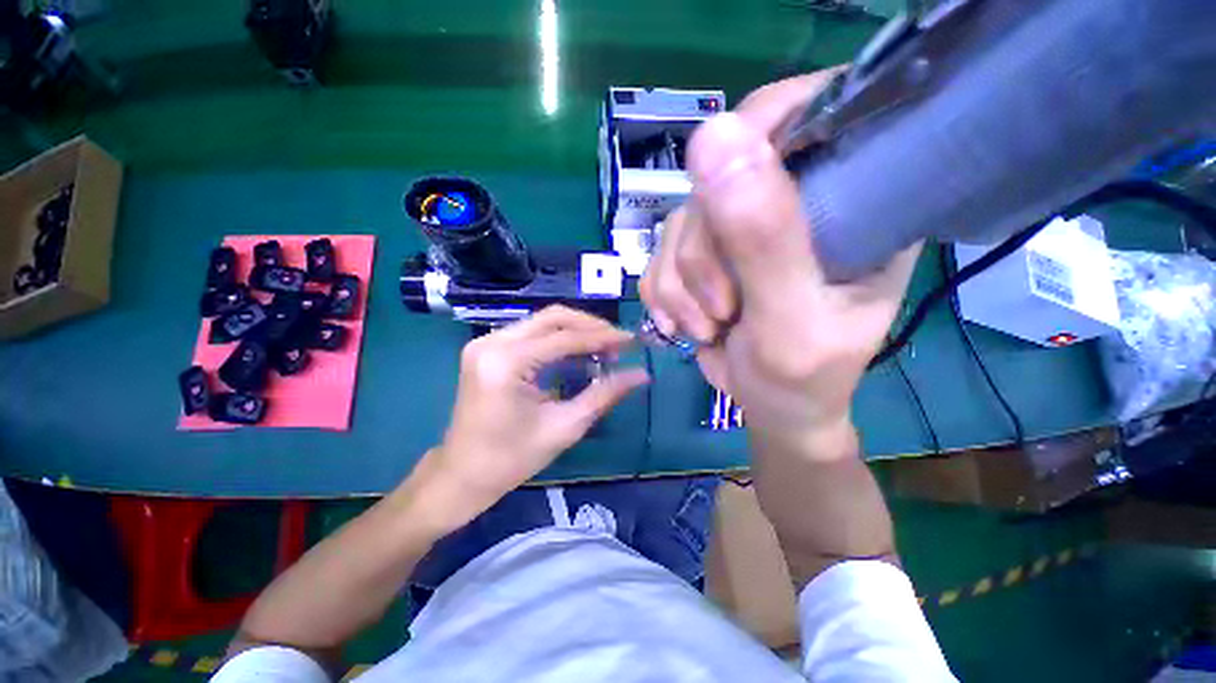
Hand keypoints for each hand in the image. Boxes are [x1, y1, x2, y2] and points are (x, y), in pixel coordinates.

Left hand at [424, 306, 648, 519]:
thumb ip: (604, 394)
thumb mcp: (564, 427)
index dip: (603, 337)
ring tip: (604, 347)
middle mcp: (492, 342)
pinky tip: (578, 351)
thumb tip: (641, 374)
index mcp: (506, 362)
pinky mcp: (487, 349)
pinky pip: (531, 332)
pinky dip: (558, 338)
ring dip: (576, 330)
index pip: (565, 338)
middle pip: (553, 317)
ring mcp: (486, 342)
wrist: (462, 474)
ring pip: (542, 321)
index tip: (632, 340)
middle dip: (591, 326)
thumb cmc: (511, 459)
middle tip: (618, 343)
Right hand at [640, 71, 920, 452]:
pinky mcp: (702, 254)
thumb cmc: (802, 379)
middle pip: (718, 178)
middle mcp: (794, 200)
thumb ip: (764, 240)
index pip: (808, 112)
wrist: (771, 409)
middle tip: (723, 311)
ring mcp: (740, 228)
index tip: (726, 206)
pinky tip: (684, 325)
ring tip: (709, 327)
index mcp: (853, 198)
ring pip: (678, 223)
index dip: (756, 134)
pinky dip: (663, 296)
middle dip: (703, 256)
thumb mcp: (791, 319)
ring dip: (680, 287)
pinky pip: (657, 255)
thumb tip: (716, 137)